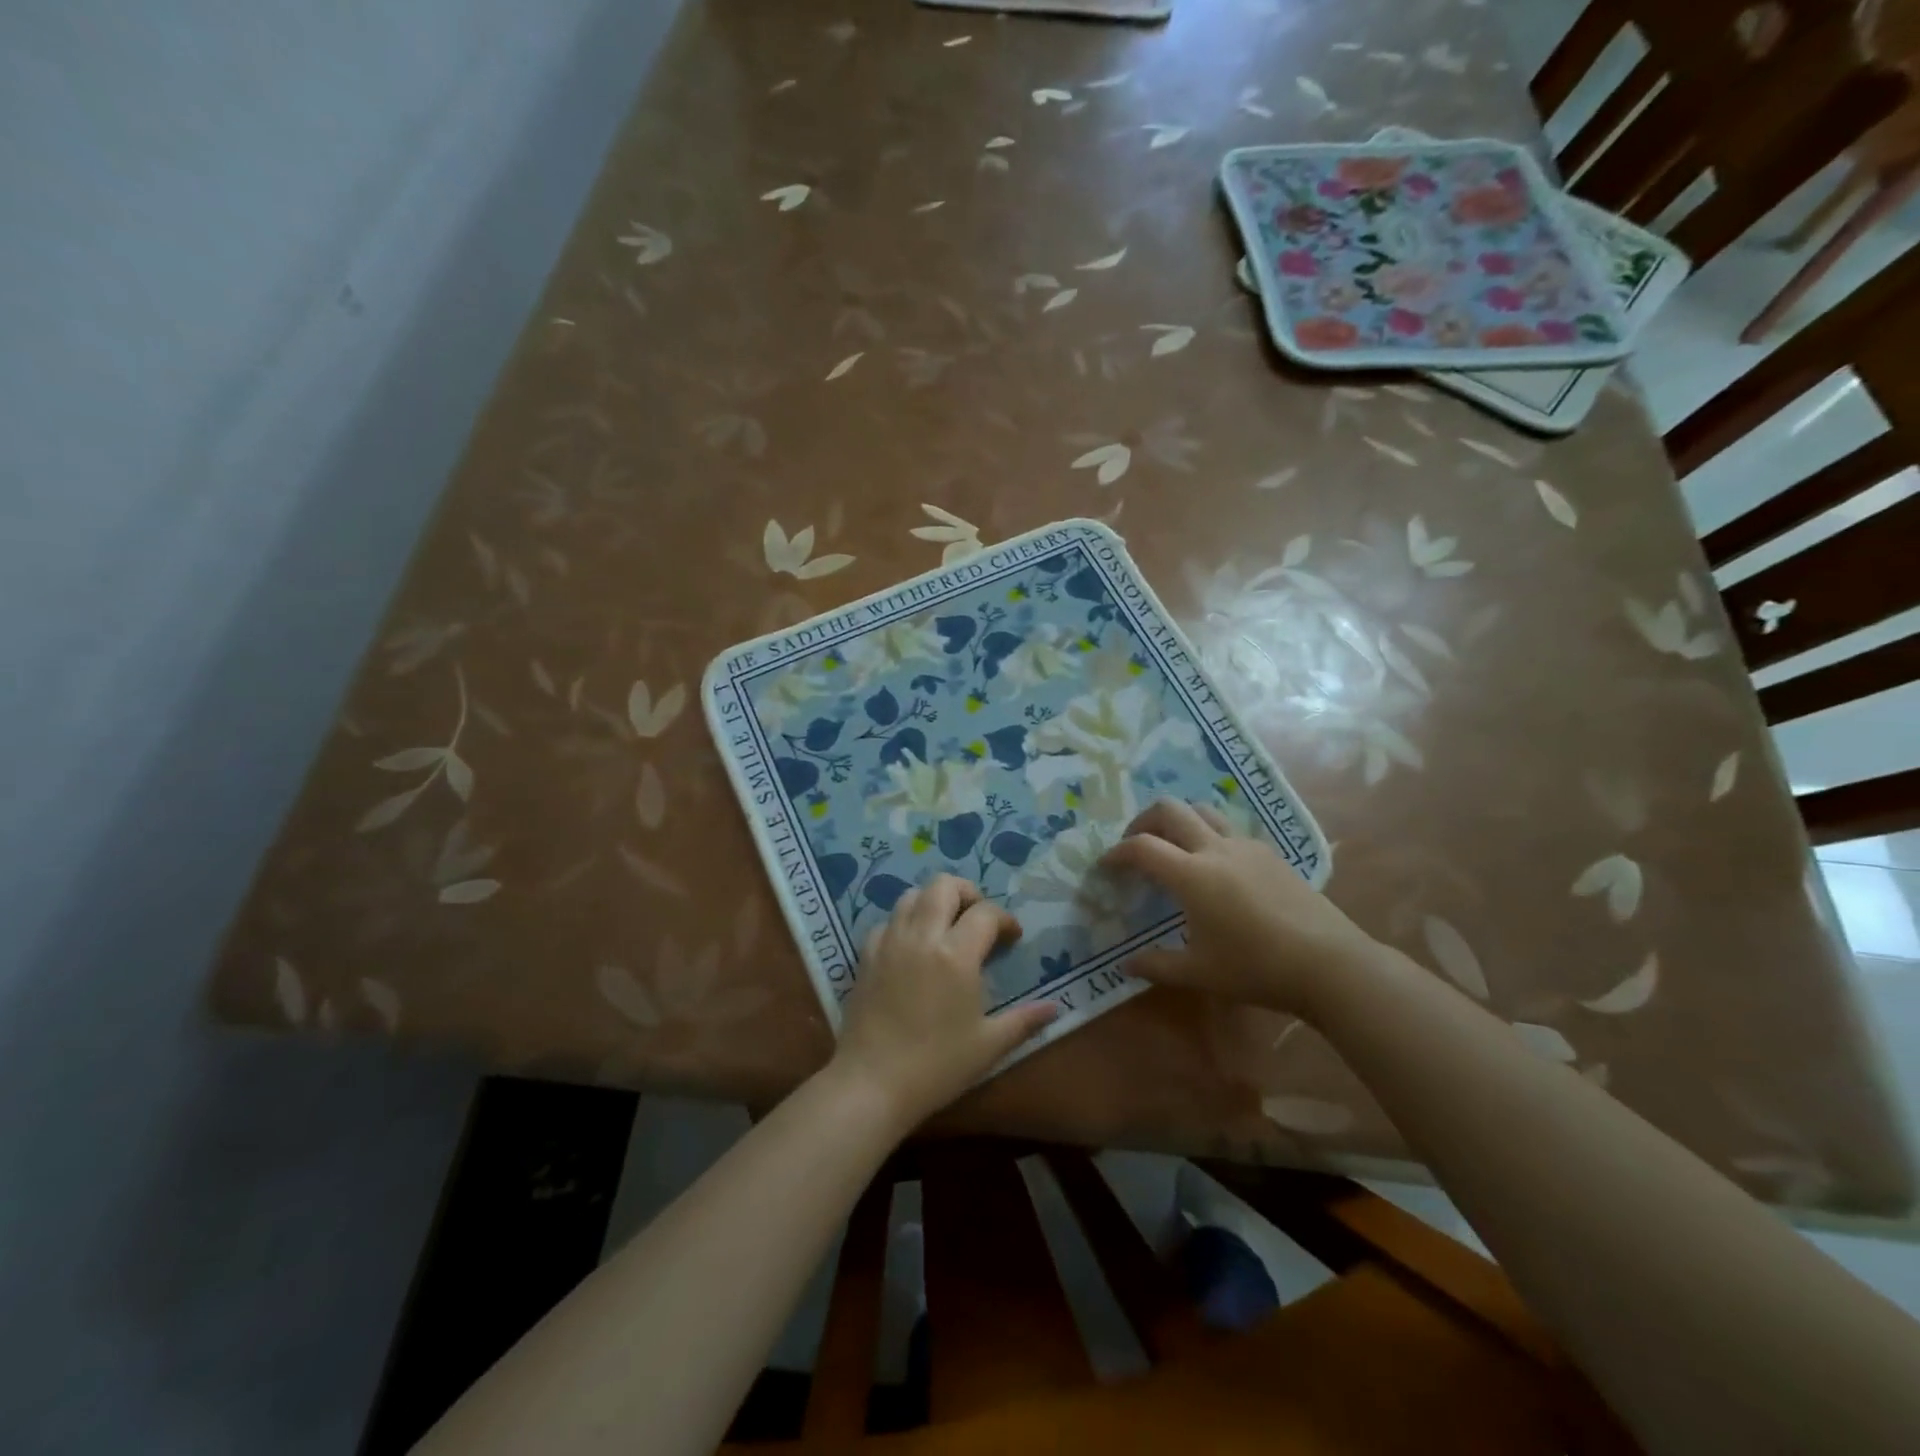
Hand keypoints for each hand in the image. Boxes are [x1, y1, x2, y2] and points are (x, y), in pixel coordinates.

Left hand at [831, 875, 1057, 1129]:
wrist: (871, 1084)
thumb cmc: (937, 1066)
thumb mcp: (988, 1045)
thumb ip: (1024, 1020)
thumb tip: (1055, 1007)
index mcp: (956, 954)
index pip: (986, 913)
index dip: (1004, 919)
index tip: (1012, 938)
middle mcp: (921, 936)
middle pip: (944, 885)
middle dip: (968, 893)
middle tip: (978, 918)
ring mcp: (889, 942)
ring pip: (912, 895)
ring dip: (934, 901)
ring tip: (946, 926)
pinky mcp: (865, 955)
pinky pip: (887, 921)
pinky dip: (904, 922)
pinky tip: (912, 947)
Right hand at [1100, 799, 1377, 1017]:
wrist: (1329, 964)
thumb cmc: (1257, 969)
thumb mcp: (1200, 973)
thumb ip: (1157, 965)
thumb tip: (1126, 965)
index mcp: (1192, 875)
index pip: (1142, 847)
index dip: (1117, 852)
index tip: (1106, 865)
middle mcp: (1215, 849)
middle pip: (1170, 809)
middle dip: (1143, 820)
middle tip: (1135, 844)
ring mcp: (1246, 847)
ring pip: (1203, 810)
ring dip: (1179, 820)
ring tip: (1172, 846)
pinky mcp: (1270, 854)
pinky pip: (1229, 829)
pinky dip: (1208, 835)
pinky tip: (1214, 868)